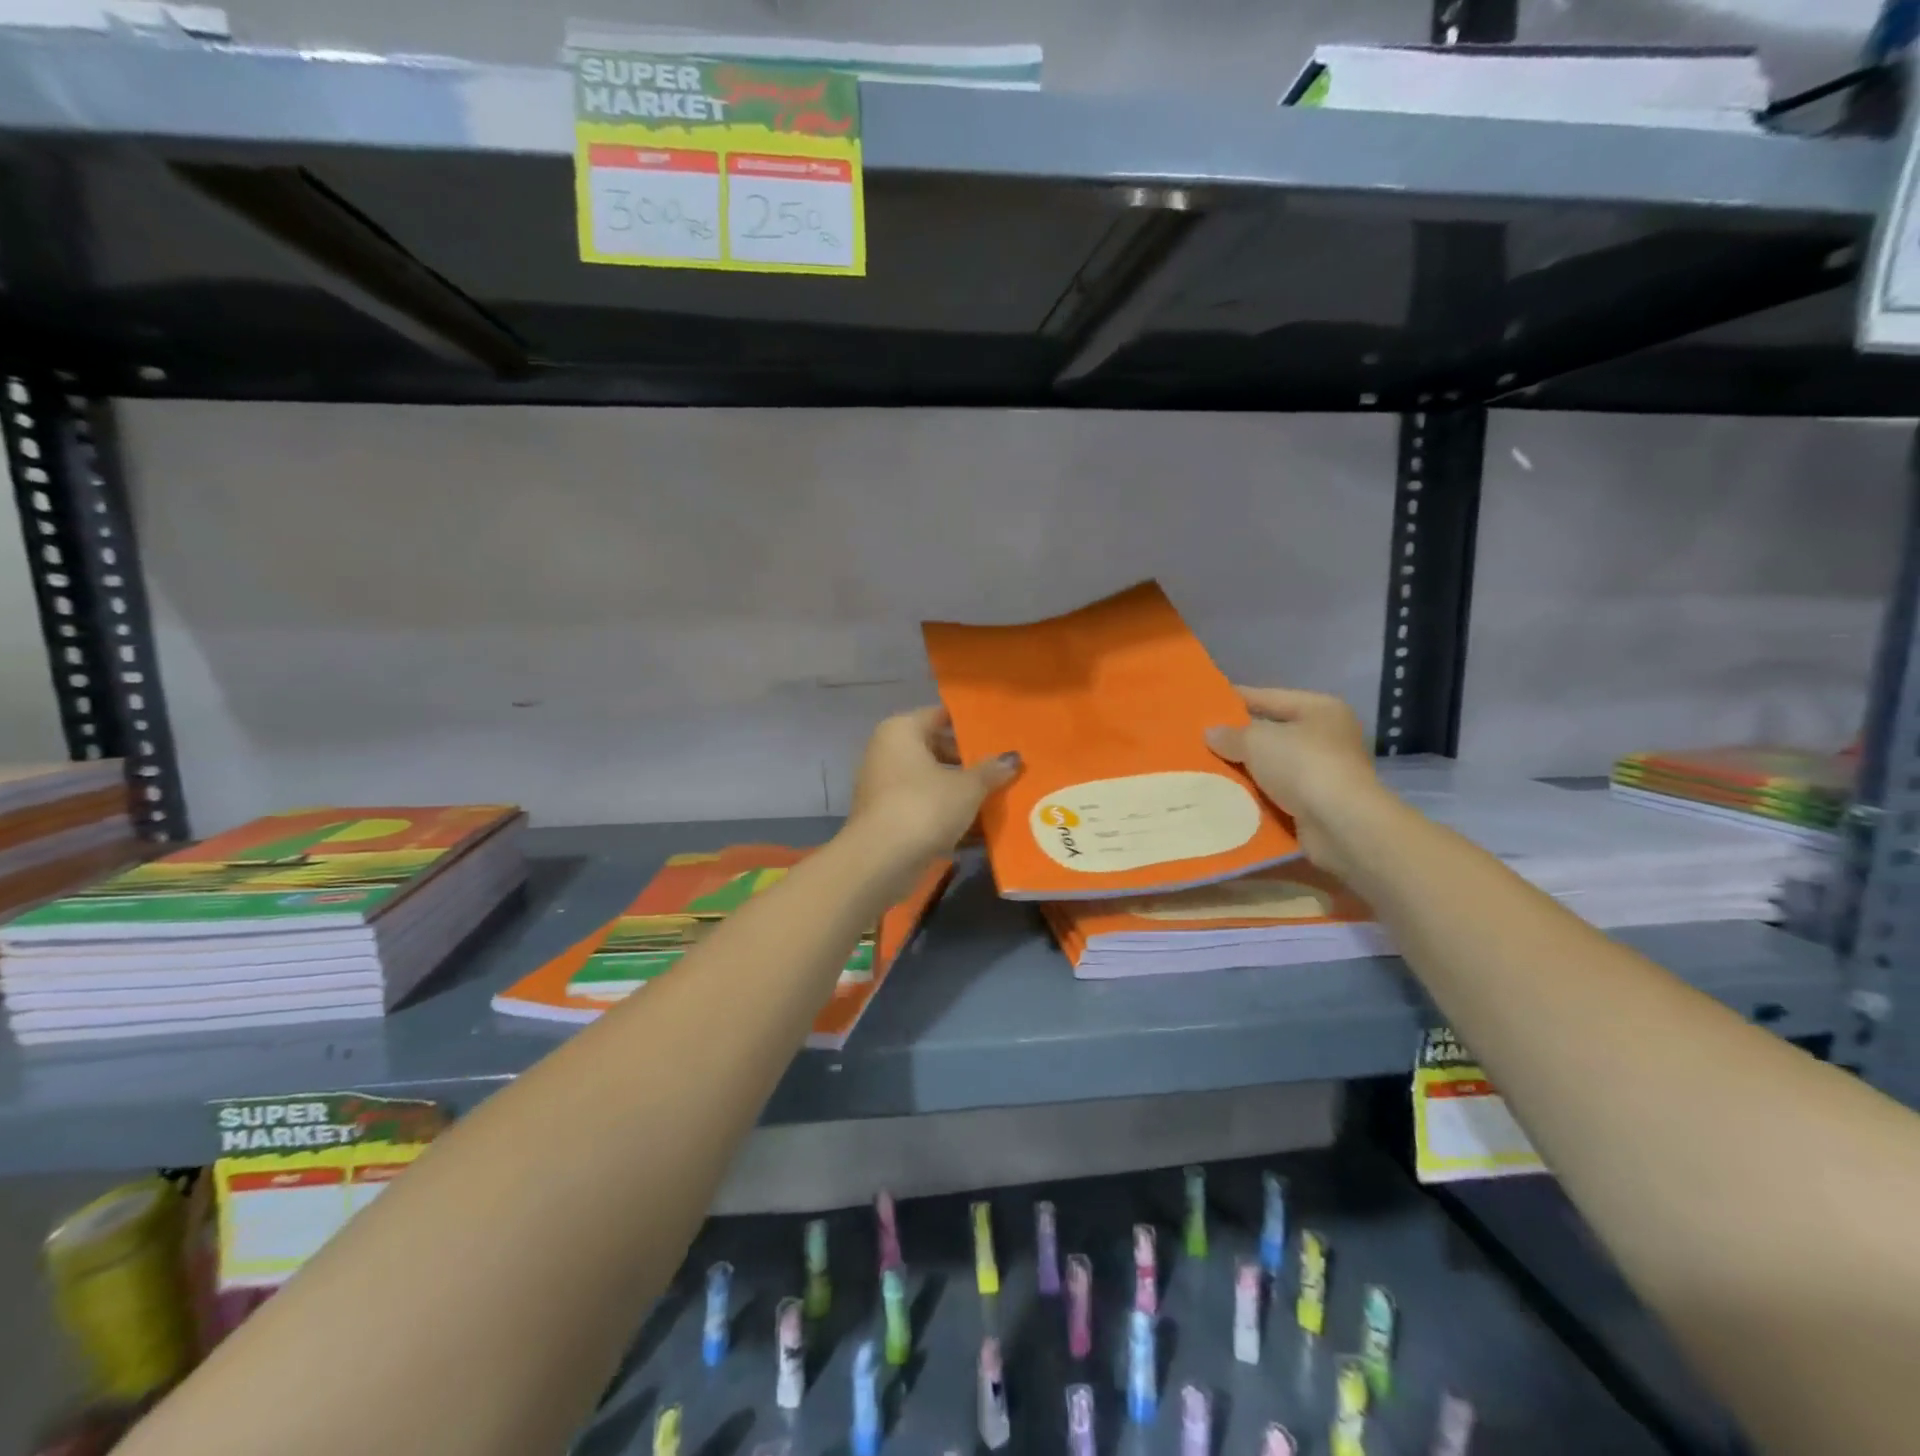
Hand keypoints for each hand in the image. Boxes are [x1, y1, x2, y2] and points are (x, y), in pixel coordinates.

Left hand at [846, 707, 1020, 881]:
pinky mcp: (887, 819)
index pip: (940, 716)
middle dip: (969, 763)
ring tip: (998, 799)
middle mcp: (887, 752)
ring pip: (931, 783)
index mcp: (901, 731)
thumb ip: (991, 771)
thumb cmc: (924, 807)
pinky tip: (979, 830)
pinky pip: (924, 809)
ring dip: (960, 793)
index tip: (1000, 734)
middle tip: (1003, 769)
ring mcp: (884, 787)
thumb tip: (1012, 758)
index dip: (970, 725)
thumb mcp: (967, 788)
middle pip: (936, 750)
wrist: (881, 861)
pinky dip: (947, 816)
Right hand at [1204, 687, 1382, 878]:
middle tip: (1198, 741)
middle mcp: (1326, 737)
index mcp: (1320, 709)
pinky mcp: (1315, 805)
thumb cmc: (1303, 766)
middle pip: (1270, 733)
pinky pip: (1274, 795)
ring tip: (1204, 770)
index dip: (1235, 699)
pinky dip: (1253, 797)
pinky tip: (1225, 797)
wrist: (1340, 825)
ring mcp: (1323, 773)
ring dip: (1243, 771)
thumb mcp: (1258, 741)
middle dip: (1236, 740)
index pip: (1269, 697)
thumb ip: (1231, 735)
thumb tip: (1211, 734)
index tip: (1204, 704)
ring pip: (1270, 767)